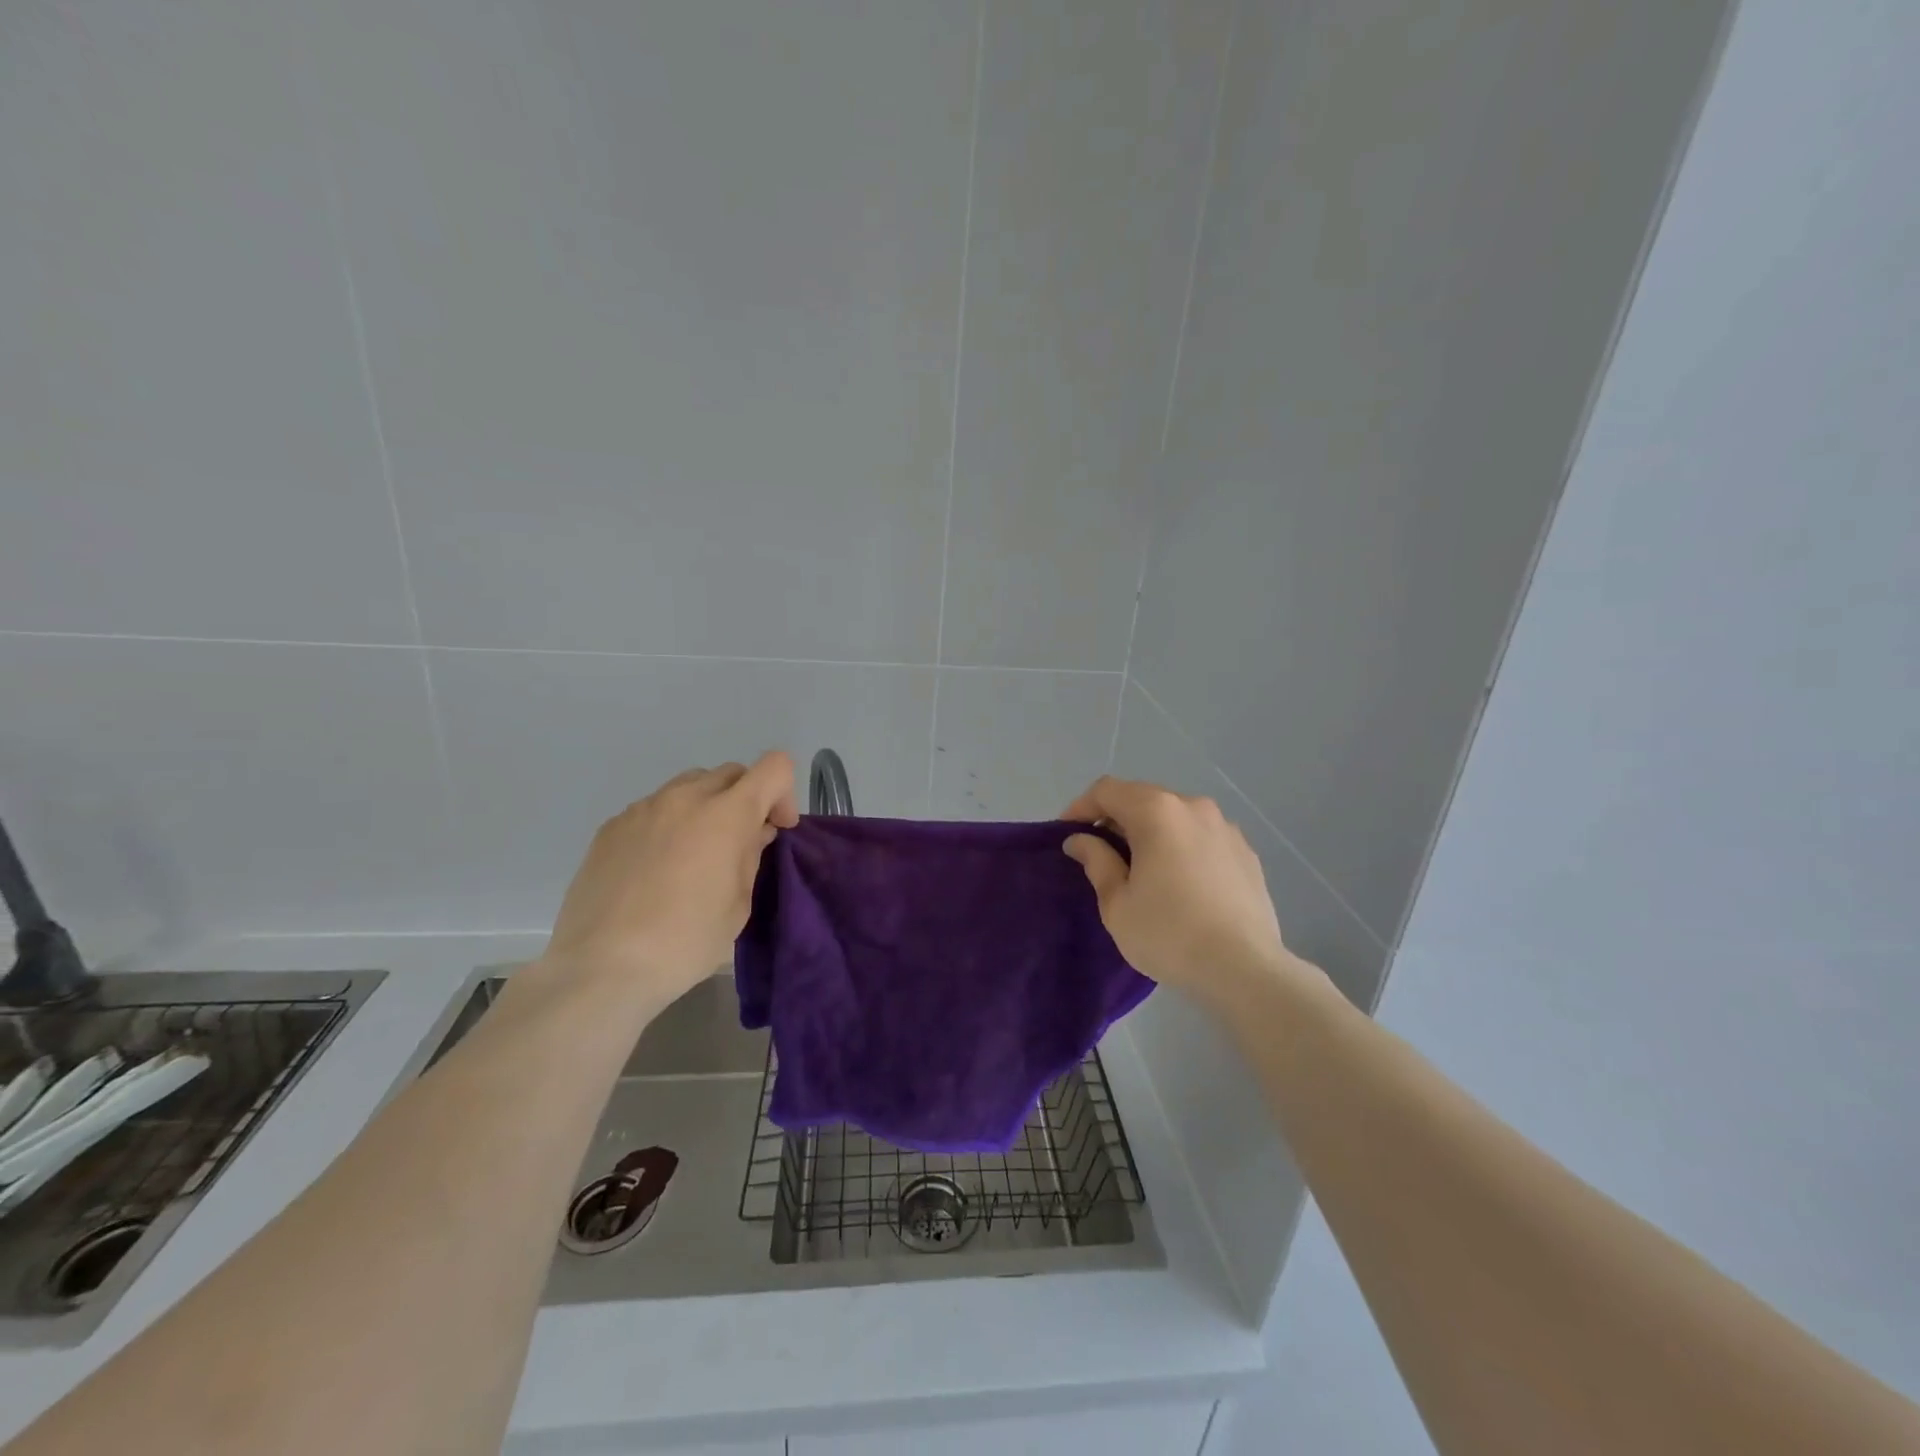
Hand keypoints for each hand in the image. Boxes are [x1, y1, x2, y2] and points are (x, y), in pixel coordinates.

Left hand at [540, 753, 799, 1010]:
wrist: (601, 966)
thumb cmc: (685, 941)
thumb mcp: (738, 905)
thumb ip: (751, 856)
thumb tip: (752, 832)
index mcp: (726, 814)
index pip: (774, 767)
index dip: (783, 793)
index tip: (775, 828)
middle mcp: (685, 797)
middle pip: (730, 773)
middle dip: (746, 799)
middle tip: (740, 843)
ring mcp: (643, 808)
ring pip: (689, 786)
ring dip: (706, 808)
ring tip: (696, 854)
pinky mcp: (611, 826)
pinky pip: (654, 809)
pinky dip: (669, 825)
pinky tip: (657, 869)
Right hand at [1062, 776, 1300, 1000]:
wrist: (1245, 969)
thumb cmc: (1169, 934)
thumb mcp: (1117, 903)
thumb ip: (1096, 861)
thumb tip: (1080, 840)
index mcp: (1156, 812)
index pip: (1107, 791)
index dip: (1080, 807)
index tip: (1067, 835)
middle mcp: (1193, 807)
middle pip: (1143, 798)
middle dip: (1116, 819)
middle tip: (1099, 853)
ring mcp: (1225, 827)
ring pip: (1175, 816)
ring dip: (1151, 832)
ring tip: (1141, 868)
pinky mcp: (1246, 852)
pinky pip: (1201, 837)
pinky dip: (1181, 846)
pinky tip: (1180, 882)